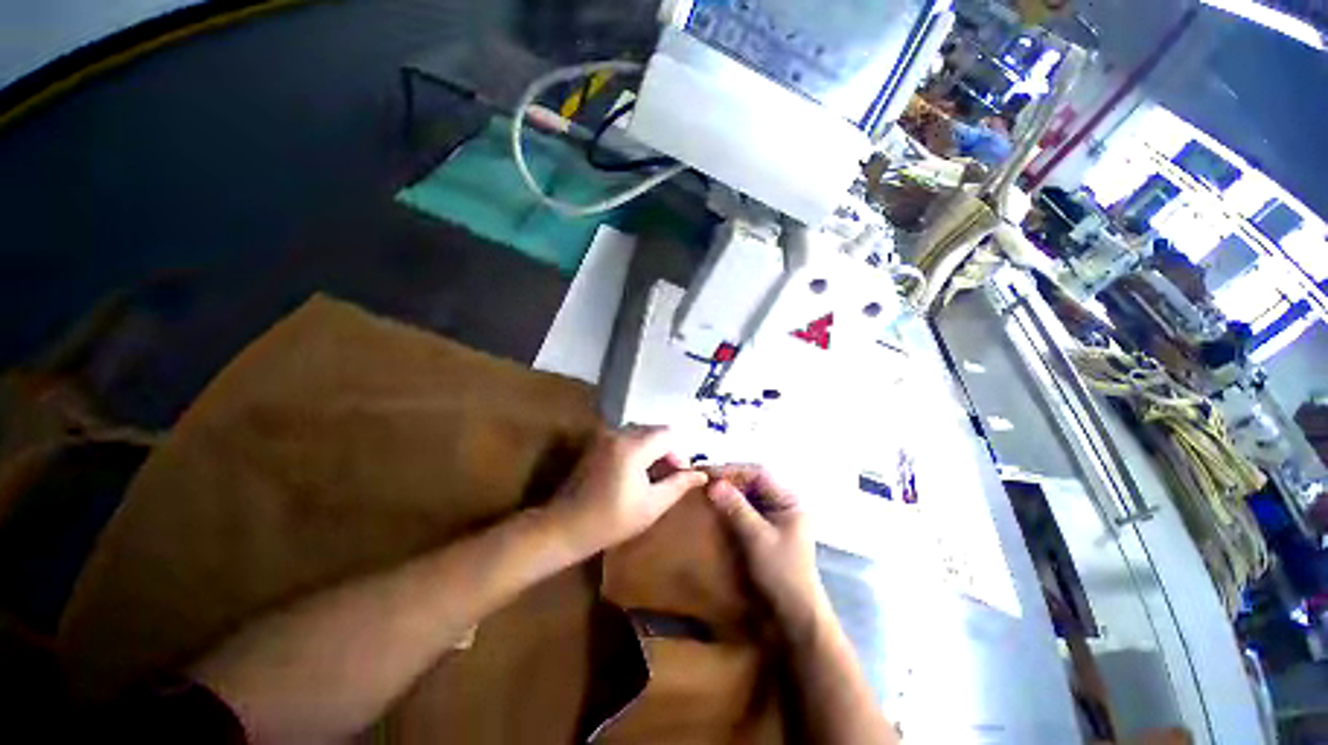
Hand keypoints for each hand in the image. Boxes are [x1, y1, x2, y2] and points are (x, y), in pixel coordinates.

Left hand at [550, 427, 707, 556]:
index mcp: (632, 447)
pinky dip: (639, 449)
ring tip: (657, 475)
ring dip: (654, 449)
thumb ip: (678, 484)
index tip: (681, 474)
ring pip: (641, 433)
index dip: (680, 452)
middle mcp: (618, 433)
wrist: (565, 527)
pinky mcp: (597, 443)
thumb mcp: (652, 505)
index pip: (668, 434)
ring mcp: (605, 436)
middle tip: (672, 475)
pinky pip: (627, 437)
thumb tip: (701, 474)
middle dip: (668, 449)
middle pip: (654, 430)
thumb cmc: (611, 521)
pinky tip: (639, 471)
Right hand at [705, 465, 829, 637]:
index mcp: (789, 500)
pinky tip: (716, 506)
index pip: (758, 473)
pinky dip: (731, 504)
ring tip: (706, 489)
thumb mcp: (757, 538)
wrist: (794, 615)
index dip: (733, 470)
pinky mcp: (766, 528)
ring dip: (728, 491)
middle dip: (729, 479)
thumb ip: (736, 508)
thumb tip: (713, 483)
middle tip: (704, 479)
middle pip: (753, 481)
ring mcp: (774, 515)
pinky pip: (746, 508)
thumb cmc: (781, 573)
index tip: (709, 473)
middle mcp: (783, 503)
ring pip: (748, 494)